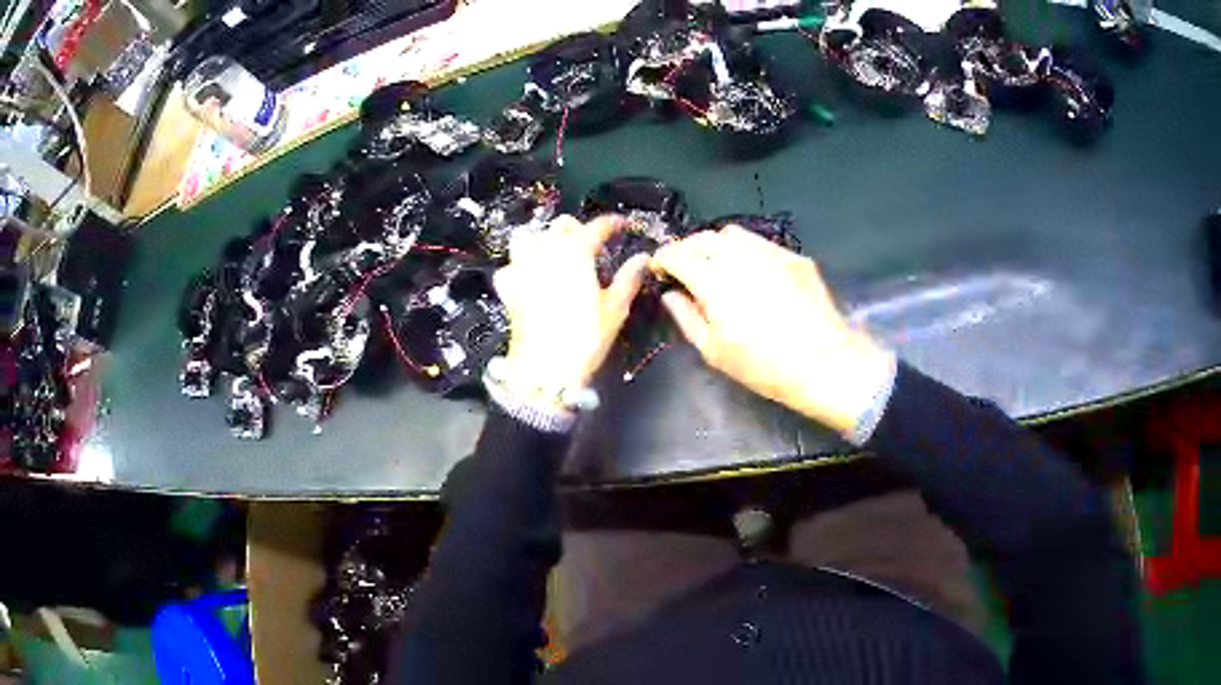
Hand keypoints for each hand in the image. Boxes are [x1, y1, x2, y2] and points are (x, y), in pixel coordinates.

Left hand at [493, 215, 648, 396]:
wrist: (544, 368)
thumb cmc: (584, 339)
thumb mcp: (615, 309)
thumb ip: (628, 278)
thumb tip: (642, 259)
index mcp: (576, 252)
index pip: (597, 227)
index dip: (612, 224)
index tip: (622, 226)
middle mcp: (546, 251)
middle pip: (561, 225)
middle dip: (578, 230)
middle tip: (592, 246)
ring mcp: (522, 267)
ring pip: (530, 236)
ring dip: (544, 240)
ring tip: (556, 255)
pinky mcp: (508, 286)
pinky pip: (512, 265)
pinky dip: (521, 266)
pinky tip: (530, 278)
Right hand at [651, 226, 893, 437]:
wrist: (823, 362)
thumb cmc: (763, 365)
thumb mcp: (714, 351)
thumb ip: (686, 317)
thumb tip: (672, 294)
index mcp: (713, 281)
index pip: (677, 254)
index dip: (662, 258)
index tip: (660, 269)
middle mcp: (739, 257)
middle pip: (703, 238)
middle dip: (687, 249)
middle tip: (685, 268)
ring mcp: (770, 253)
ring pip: (732, 234)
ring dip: (716, 245)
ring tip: (717, 265)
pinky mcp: (793, 256)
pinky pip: (760, 243)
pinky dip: (745, 250)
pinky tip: (751, 272)